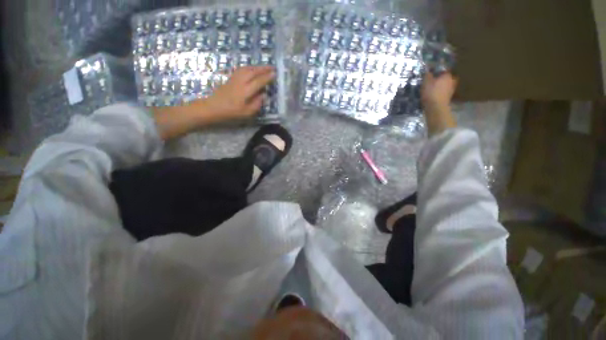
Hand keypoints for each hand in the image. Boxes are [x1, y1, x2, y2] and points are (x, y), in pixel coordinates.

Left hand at [152, 66, 274, 139]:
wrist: (213, 107)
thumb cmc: (231, 112)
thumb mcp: (246, 113)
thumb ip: (257, 104)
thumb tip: (263, 95)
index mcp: (245, 91)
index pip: (259, 81)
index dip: (267, 77)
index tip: (274, 74)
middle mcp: (240, 82)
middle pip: (253, 72)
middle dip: (263, 68)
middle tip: (272, 67)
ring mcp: (234, 78)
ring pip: (247, 69)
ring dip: (256, 67)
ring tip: (264, 67)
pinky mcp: (230, 78)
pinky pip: (241, 69)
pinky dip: (249, 67)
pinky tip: (251, 69)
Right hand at [421, 72, 457, 135]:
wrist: (436, 108)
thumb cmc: (431, 92)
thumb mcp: (426, 82)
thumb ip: (427, 75)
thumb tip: (428, 70)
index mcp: (447, 75)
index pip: (443, 70)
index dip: (437, 72)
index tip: (431, 74)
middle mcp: (452, 81)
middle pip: (446, 78)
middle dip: (440, 80)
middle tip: (433, 82)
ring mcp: (451, 90)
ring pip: (445, 86)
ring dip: (440, 87)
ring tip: (432, 89)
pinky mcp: (448, 98)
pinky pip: (443, 93)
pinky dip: (439, 94)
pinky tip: (434, 96)